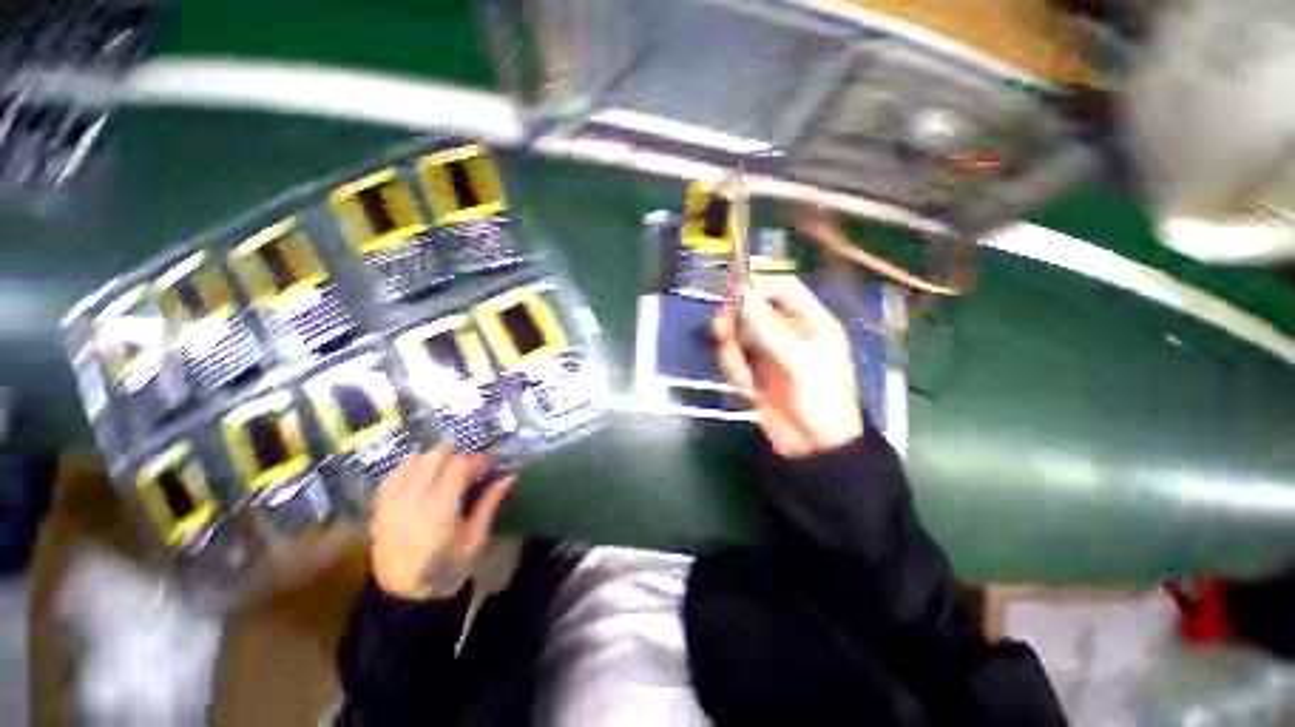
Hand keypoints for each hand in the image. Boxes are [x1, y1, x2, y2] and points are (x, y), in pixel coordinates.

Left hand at [370, 444, 514, 599]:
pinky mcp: (380, 508)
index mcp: (440, 508)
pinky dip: (410, 469)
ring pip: (413, 461)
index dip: (478, 460)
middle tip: (470, 468)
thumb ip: (490, 504)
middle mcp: (413, 499)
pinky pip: (393, 476)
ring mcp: (393, 502)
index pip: (460, 466)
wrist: (405, 596)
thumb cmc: (447, 568)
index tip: (490, 466)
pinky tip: (421, 477)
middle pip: (436, 457)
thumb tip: (509, 477)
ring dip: (434, 459)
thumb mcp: (475, 539)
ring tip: (446, 471)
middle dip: (457, 455)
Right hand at [714, 276, 863, 457]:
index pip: (782, 288)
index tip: (733, 298)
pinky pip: (732, 360)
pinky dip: (734, 374)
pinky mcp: (752, 370)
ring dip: (733, 357)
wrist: (811, 446)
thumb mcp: (800, 361)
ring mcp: (766, 351)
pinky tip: (747, 391)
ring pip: (736, 336)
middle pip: (751, 310)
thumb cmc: (820, 400)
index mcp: (809, 322)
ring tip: (746, 380)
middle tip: (725, 336)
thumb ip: (769, 327)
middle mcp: (785, 331)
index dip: (758, 287)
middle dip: (735, 325)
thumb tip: (740, 295)